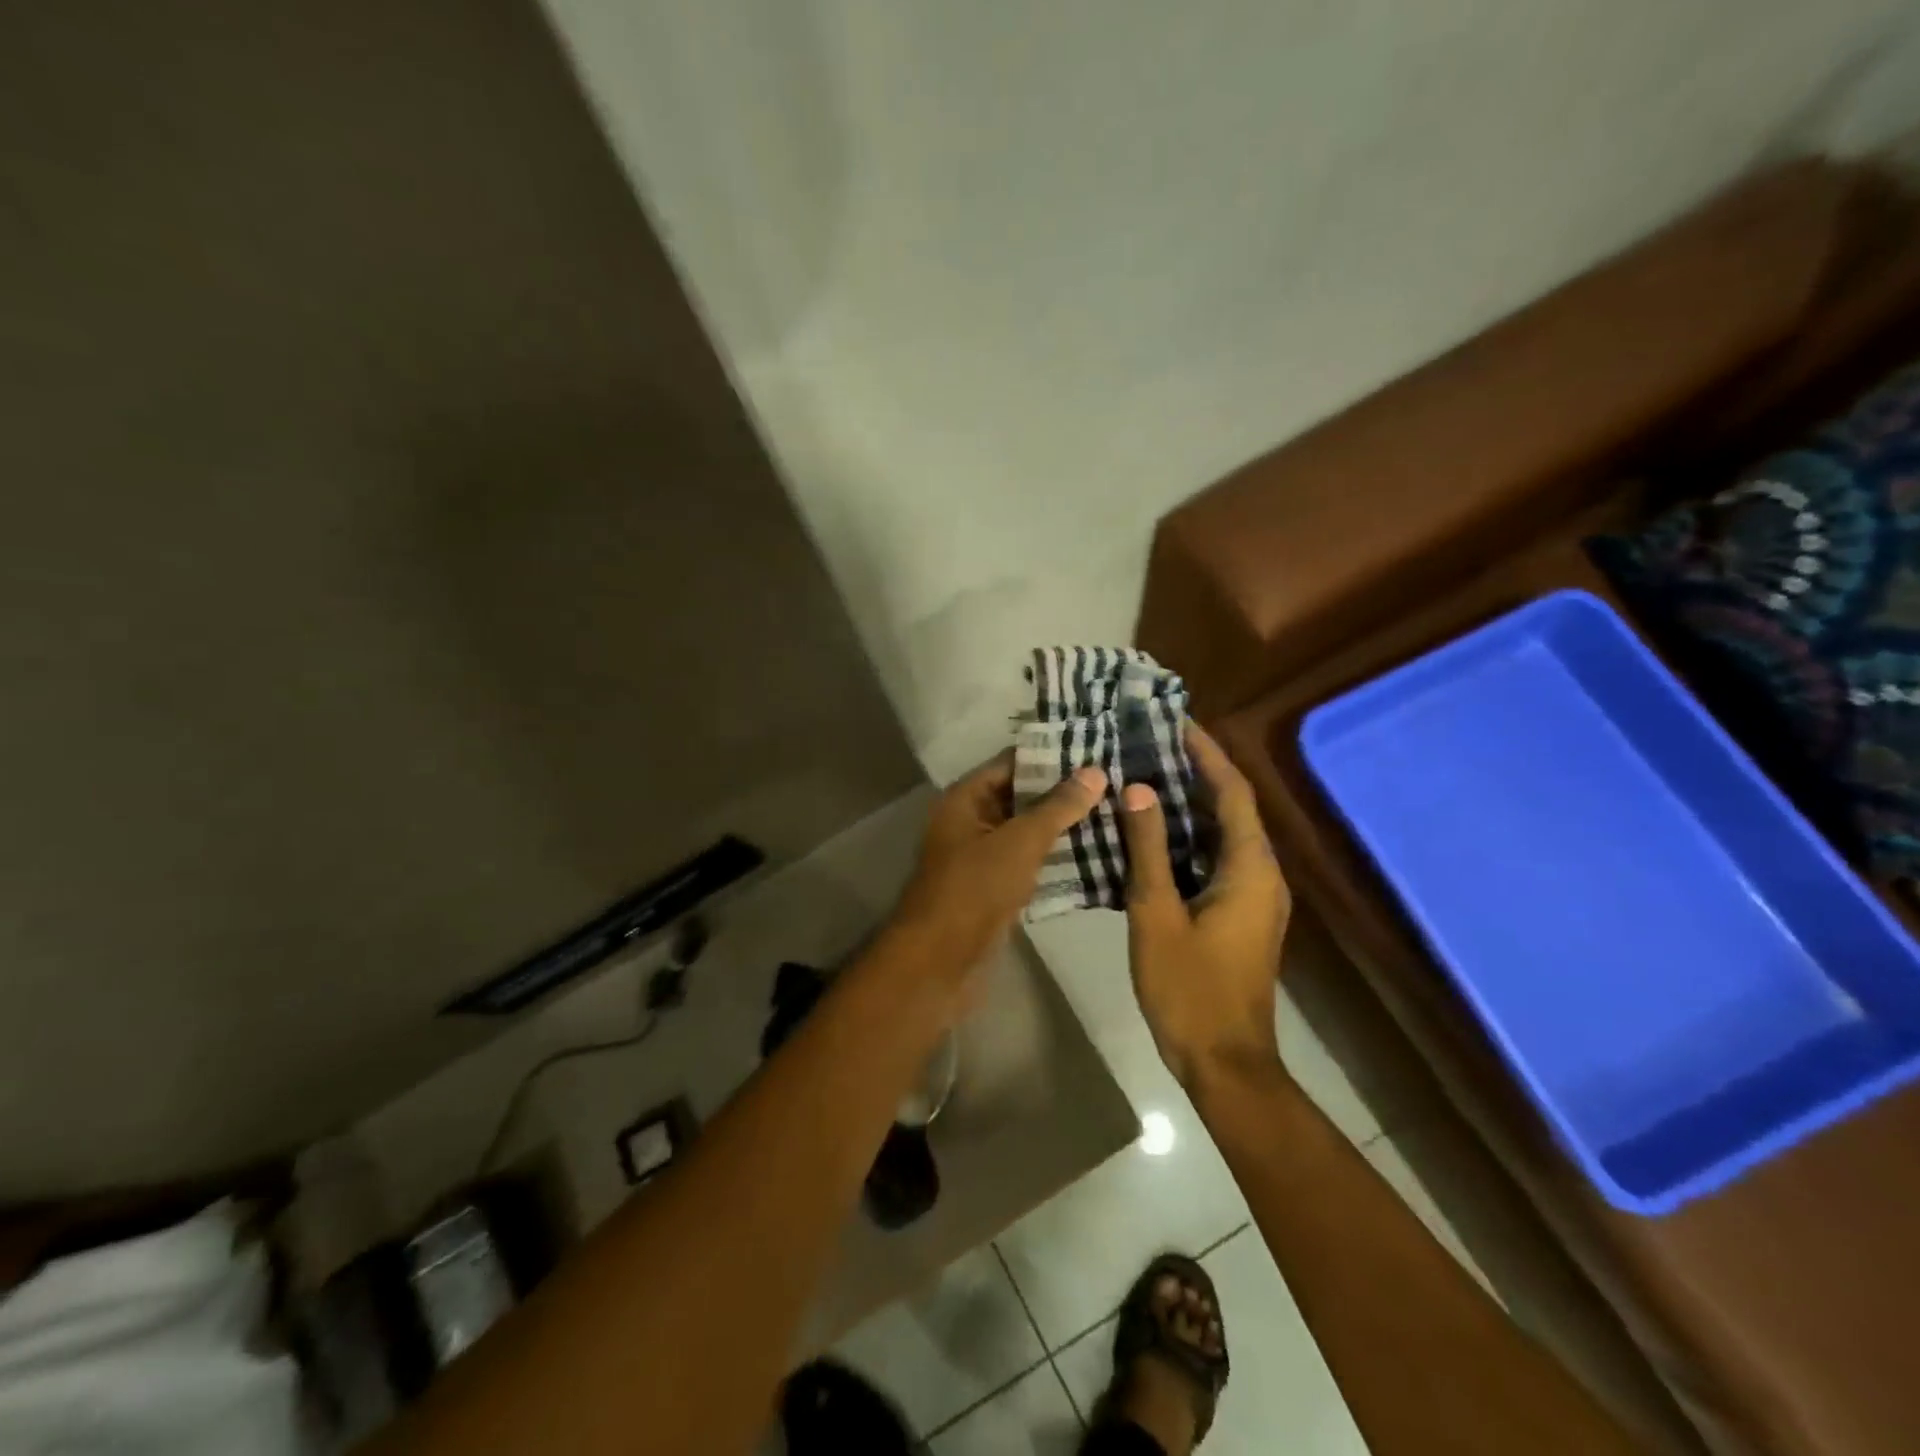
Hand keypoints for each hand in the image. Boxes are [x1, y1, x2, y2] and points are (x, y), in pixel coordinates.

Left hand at [892, 753, 1106, 988]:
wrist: (941, 961)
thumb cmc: (974, 889)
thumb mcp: (1019, 841)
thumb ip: (1057, 807)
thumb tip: (1095, 772)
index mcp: (966, 799)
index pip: (1012, 762)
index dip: (1051, 754)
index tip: (1096, 748)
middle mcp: (971, 821)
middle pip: (1021, 796)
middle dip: (1064, 791)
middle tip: (1115, 781)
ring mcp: (982, 856)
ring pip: (1027, 831)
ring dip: (1063, 825)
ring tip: (1114, 812)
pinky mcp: (995, 887)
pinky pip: (1028, 861)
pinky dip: (1055, 857)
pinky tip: (1096, 853)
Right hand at [1121, 721, 1291, 1087]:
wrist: (1225, 1062)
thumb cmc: (1189, 988)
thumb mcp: (1157, 914)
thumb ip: (1148, 849)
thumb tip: (1140, 789)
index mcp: (1250, 868)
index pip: (1234, 791)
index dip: (1207, 753)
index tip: (1176, 722)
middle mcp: (1262, 874)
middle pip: (1233, 807)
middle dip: (1198, 771)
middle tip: (1152, 742)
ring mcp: (1255, 896)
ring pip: (1224, 834)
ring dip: (1192, 803)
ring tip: (1148, 774)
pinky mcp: (1240, 914)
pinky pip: (1217, 859)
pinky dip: (1189, 836)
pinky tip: (1153, 832)